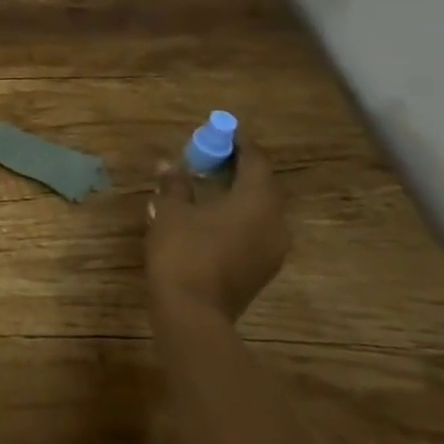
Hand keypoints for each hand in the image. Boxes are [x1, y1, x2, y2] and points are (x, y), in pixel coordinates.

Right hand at [145, 139, 288, 322]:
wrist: (192, 311)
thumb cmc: (183, 251)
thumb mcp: (172, 211)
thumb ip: (175, 185)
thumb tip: (168, 165)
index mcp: (257, 202)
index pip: (256, 162)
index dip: (239, 144)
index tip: (222, 132)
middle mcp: (275, 223)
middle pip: (262, 185)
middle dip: (239, 167)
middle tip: (212, 155)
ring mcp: (272, 249)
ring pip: (260, 209)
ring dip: (238, 192)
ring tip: (210, 182)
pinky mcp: (262, 267)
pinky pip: (255, 228)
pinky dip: (238, 214)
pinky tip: (212, 212)